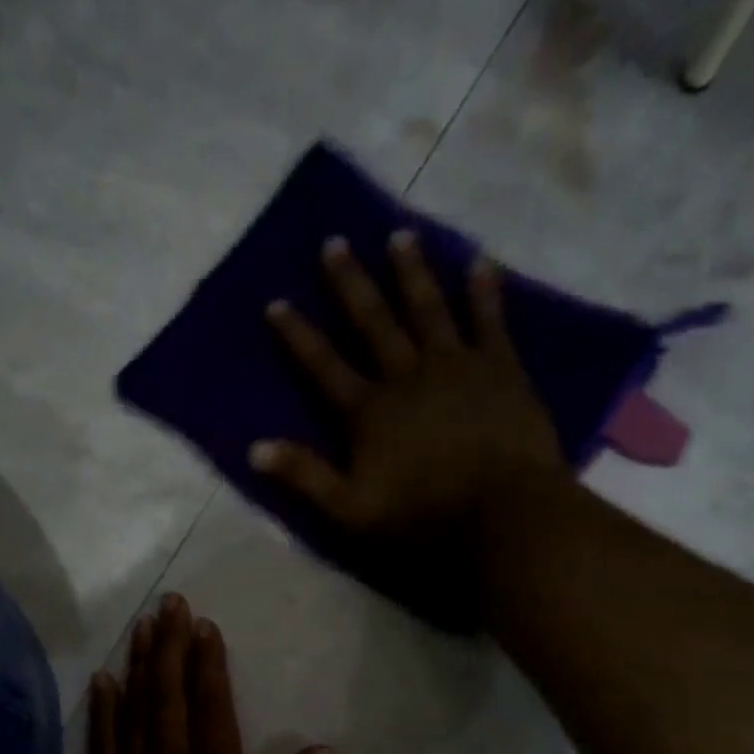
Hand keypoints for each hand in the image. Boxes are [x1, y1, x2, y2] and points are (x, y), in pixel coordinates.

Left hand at [85, 594, 332, 753]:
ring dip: (138, 663)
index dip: (208, 662)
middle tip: (170, 602)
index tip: (204, 625)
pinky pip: (103, 744)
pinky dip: (103, 709)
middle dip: (170, 645)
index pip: (211, 706)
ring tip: (142, 624)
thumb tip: (322, 749)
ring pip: (134, 709)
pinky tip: (103, 680)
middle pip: (168, 695)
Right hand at [254, 231, 565, 547]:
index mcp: (367, 411)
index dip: (297, 335)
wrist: (500, 513)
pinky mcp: (500, 368)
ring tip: (401, 236)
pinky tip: (478, 262)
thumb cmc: (420, 517)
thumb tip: (253, 449)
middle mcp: (406, 375)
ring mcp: (455, 366)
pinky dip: (483, 290)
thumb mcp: (349, 510)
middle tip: (335, 242)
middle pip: (372, 322)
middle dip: (350, 283)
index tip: (276, 302)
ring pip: (428, 308)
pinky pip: (489, 319)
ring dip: (411, 272)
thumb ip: (304, 476)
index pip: (322, 366)